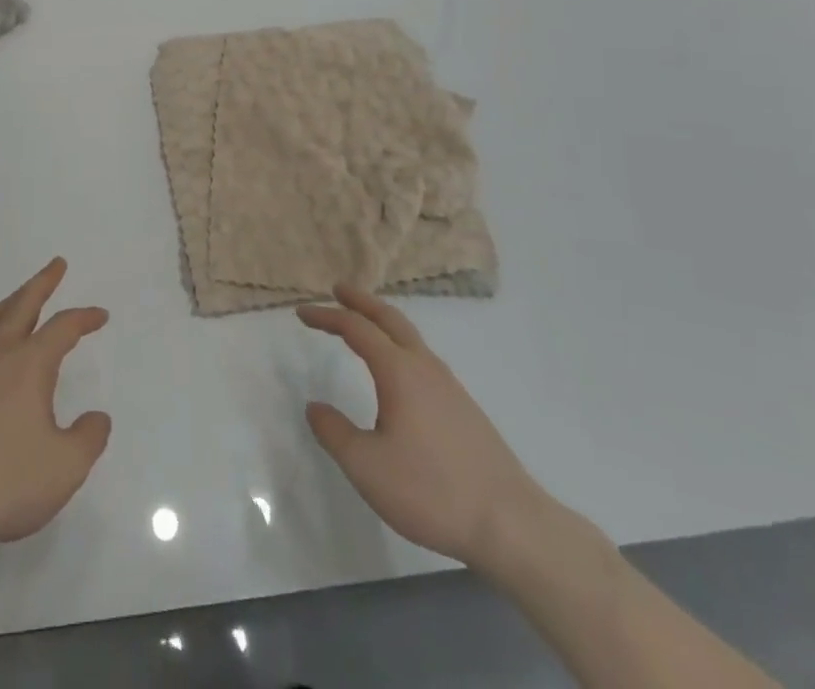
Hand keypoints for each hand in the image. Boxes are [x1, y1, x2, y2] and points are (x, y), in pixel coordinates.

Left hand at [0, 258, 111, 554]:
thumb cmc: (2, 481)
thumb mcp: (64, 468)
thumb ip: (88, 439)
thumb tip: (97, 417)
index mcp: (29, 364)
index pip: (63, 327)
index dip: (84, 318)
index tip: (100, 316)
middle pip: (22, 304)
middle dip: (43, 282)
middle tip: (57, 264)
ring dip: (11, 301)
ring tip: (20, 298)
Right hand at [299, 282, 543, 572]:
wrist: (513, 526)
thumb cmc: (432, 491)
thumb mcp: (367, 467)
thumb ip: (334, 433)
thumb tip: (315, 408)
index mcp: (399, 371)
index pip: (356, 328)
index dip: (326, 316)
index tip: (302, 313)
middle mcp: (425, 367)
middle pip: (390, 318)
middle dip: (361, 301)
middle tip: (338, 289)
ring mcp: (450, 387)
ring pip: (411, 336)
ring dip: (383, 322)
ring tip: (365, 325)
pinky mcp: (465, 409)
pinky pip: (423, 358)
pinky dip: (400, 344)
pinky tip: (399, 371)